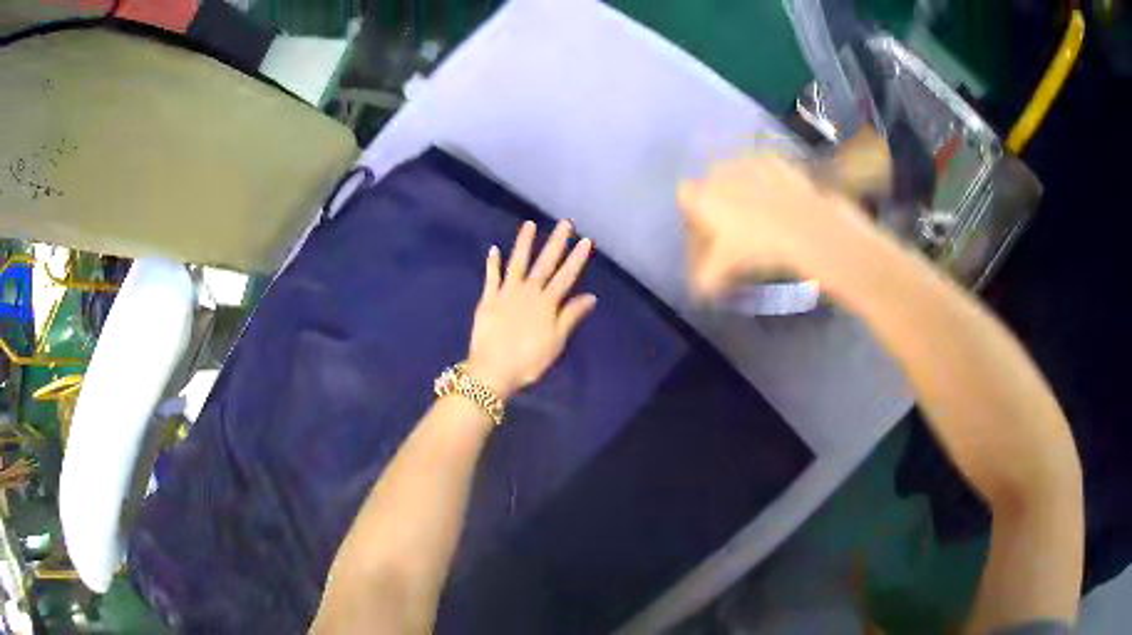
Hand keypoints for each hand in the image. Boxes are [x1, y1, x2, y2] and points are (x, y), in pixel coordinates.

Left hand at [466, 220, 596, 398]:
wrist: (492, 369)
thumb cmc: (529, 361)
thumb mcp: (556, 342)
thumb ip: (571, 316)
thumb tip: (591, 297)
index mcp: (547, 304)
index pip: (566, 276)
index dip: (577, 258)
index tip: (586, 240)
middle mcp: (528, 292)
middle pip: (544, 263)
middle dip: (556, 242)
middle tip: (565, 222)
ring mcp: (506, 293)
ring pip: (517, 263)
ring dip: (524, 243)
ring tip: (529, 224)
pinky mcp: (488, 299)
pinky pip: (491, 277)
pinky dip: (493, 263)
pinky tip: (494, 249)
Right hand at [678, 152, 873, 297]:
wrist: (802, 227)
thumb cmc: (756, 246)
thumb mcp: (726, 268)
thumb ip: (707, 277)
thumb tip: (700, 289)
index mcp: (704, 195)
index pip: (685, 195)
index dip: (693, 211)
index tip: (704, 228)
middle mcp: (722, 173)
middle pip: (712, 179)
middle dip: (719, 196)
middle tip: (734, 221)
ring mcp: (751, 164)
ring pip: (740, 170)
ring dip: (745, 185)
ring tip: (761, 210)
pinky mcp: (779, 162)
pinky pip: (768, 167)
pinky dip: (771, 180)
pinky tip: (781, 198)